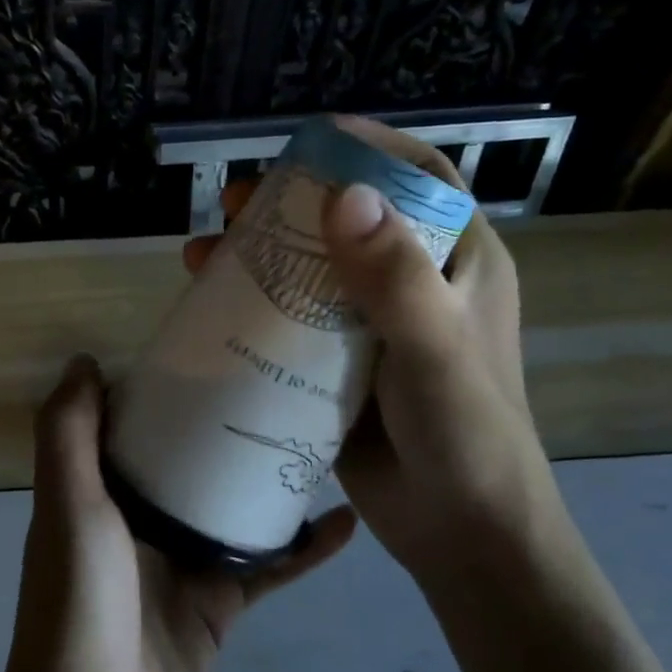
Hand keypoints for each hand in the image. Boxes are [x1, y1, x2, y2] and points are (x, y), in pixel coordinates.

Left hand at [0, 356, 354, 671]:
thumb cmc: (80, 600)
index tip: (207, 351)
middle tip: (279, 384)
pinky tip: (346, 522)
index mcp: (98, 493)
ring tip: (320, 437)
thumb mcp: (68, 504)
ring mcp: (181, 564)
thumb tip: (84, 360)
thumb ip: (68, 433)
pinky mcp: (218, 606)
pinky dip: (303, 549)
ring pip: (233, 509)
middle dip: (226, 428)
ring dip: (269, 480)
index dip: (161, 390)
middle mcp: (137, 522)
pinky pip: (267, 568)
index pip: (130, 427)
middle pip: (188, 462)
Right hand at [183, 119, 554, 587]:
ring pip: (313, 272)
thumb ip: (395, 279)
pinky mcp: (341, 369)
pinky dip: (256, 308)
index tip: (309, 139)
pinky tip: (213, 307)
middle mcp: (416, 288)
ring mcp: (375, 330)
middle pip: (351, 222)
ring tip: (205, 251)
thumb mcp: (435, 351)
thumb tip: (344, 195)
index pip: (420, 180)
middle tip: (236, 201)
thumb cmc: (466, 436)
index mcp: (459, 265)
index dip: (369, 149)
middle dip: (292, 203)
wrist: (461, 533)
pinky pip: (295, 323)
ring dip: (261, 256)